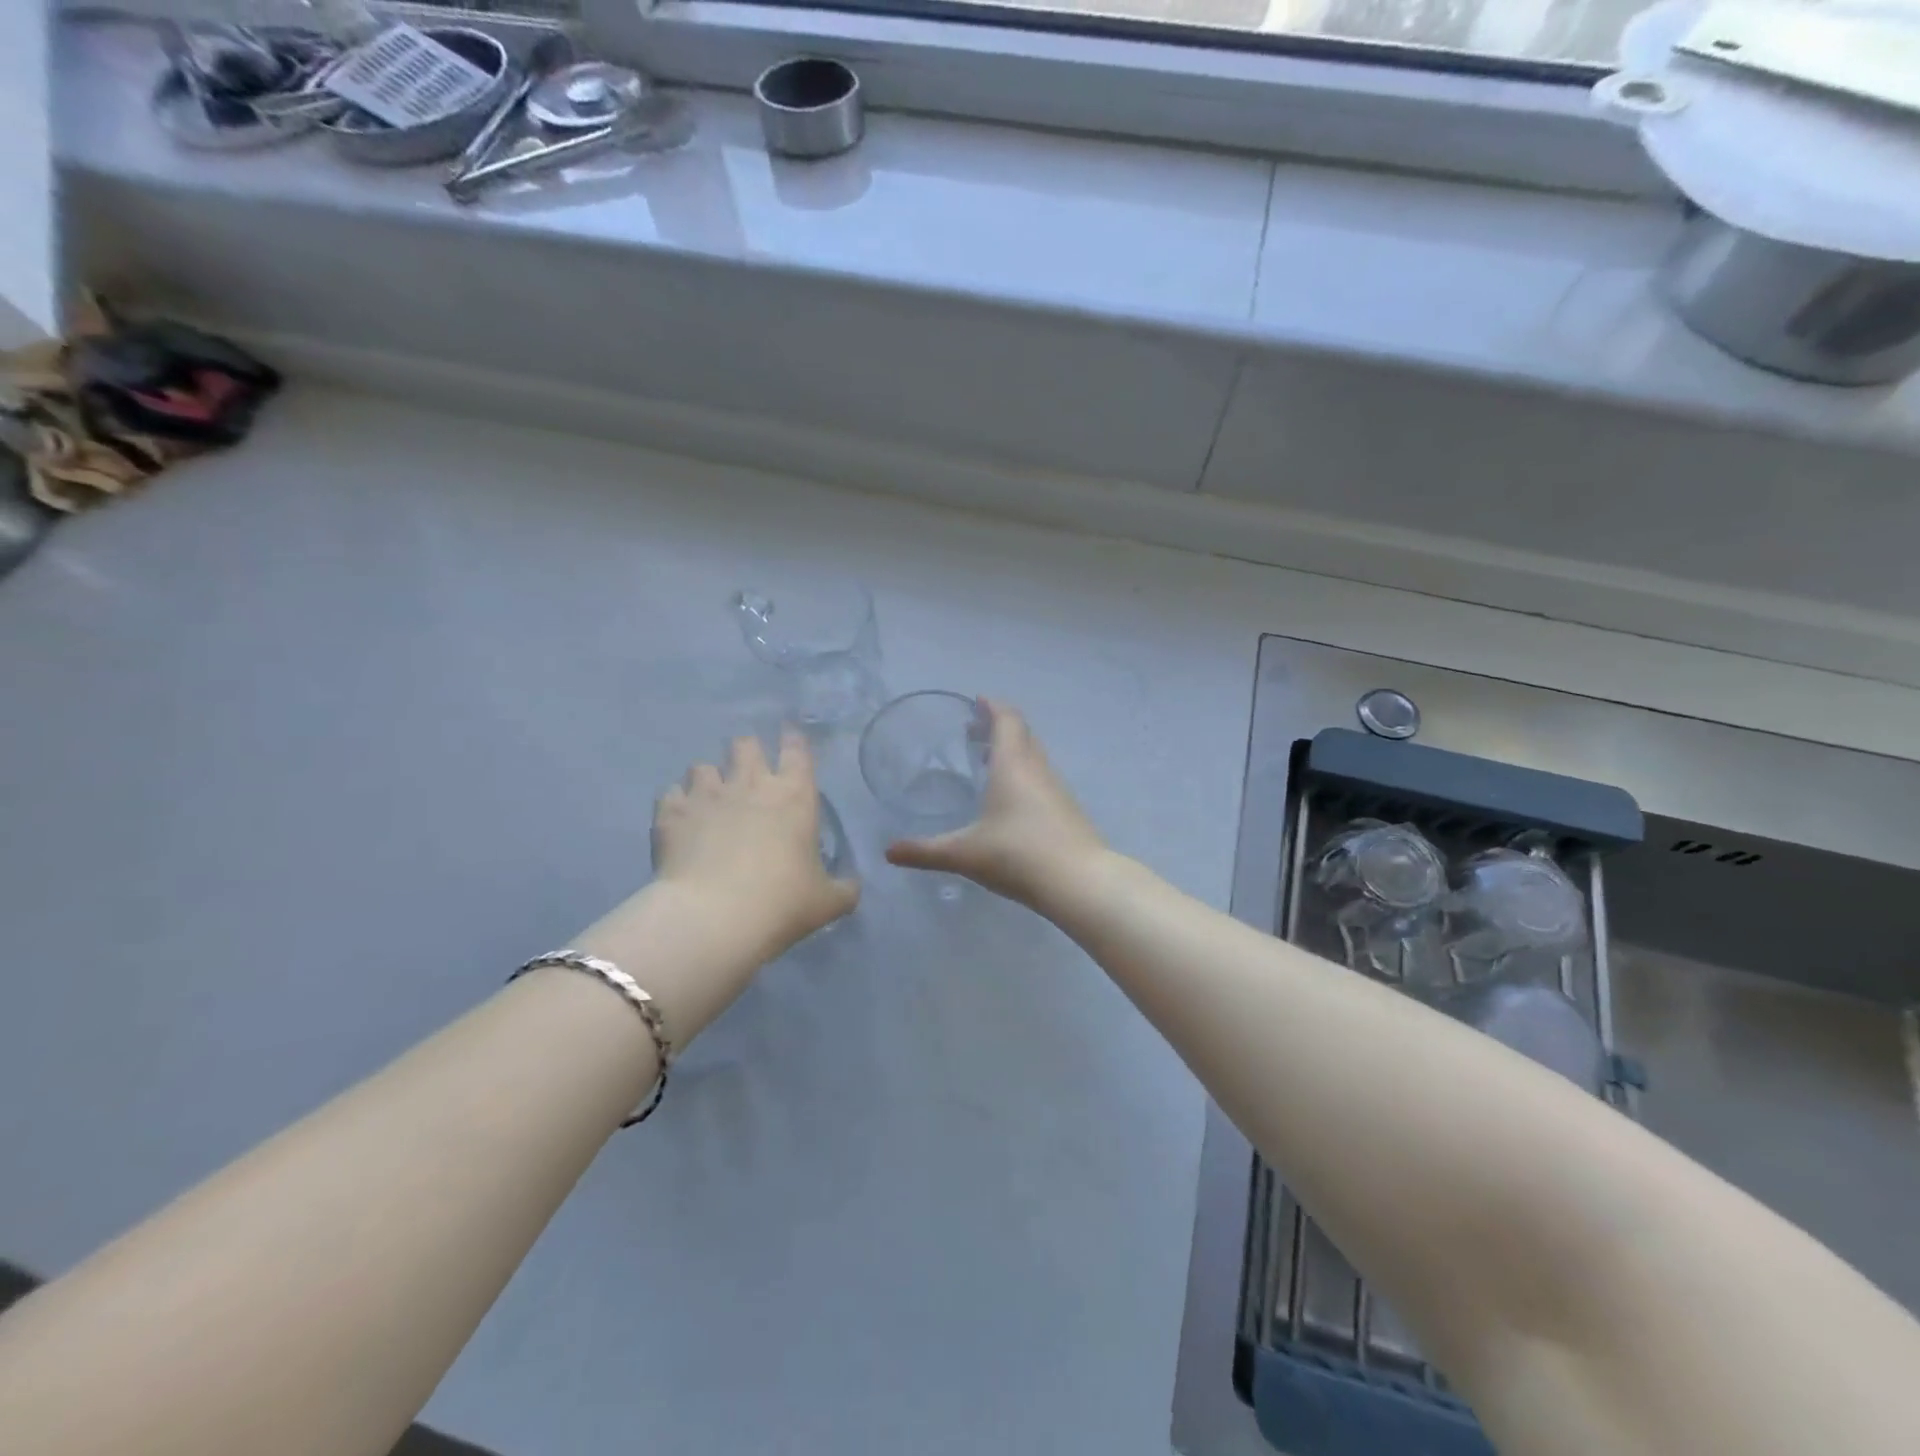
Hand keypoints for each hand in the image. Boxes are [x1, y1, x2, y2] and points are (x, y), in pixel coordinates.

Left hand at [572, 731, 858, 1044]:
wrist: (714, 918)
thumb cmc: (781, 902)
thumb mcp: (827, 902)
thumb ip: (844, 889)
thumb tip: (851, 886)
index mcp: (793, 796)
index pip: (797, 750)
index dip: (793, 739)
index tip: (790, 736)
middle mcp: (750, 784)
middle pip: (745, 745)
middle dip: (747, 753)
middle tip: (748, 774)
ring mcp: (706, 795)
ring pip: (702, 766)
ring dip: (708, 779)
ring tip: (709, 800)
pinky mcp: (672, 814)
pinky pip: (670, 795)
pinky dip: (676, 804)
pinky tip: (679, 821)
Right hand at [885, 699, 1106, 910]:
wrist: (1078, 882)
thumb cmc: (1017, 855)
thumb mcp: (964, 853)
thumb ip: (925, 851)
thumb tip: (889, 852)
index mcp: (1013, 764)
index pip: (1006, 720)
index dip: (992, 707)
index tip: (977, 701)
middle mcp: (1037, 769)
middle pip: (1022, 733)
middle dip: (1000, 726)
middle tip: (974, 730)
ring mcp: (1057, 789)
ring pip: (1034, 756)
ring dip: (1014, 750)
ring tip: (989, 760)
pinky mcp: (1067, 810)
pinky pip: (1042, 778)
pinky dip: (1025, 773)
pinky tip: (1012, 798)